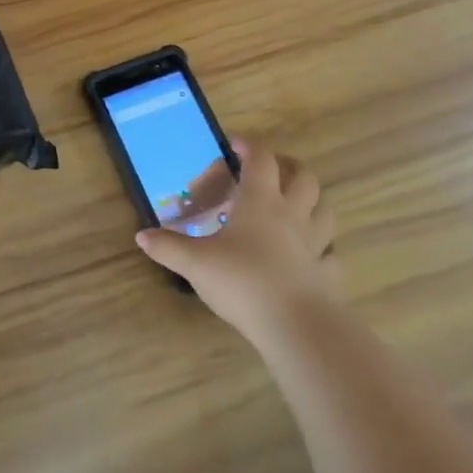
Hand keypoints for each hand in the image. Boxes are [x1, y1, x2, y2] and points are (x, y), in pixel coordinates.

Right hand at [136, 140, 339, 354]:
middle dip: (288, 166)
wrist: (296, 327)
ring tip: (294, 206)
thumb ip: (168, 247)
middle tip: (269, 170)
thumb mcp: (195, 263)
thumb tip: (141, 236)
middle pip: (303, 177)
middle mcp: (292, 214)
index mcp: (260, 202)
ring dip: (311, 202)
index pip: (261, 159)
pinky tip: (310, 256)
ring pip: (324, 210)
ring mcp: (316, 245)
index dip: (248, 146)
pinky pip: (331, 254)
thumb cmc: (243, 282)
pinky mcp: (328, 275)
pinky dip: (323, 250)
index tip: (233, 144)